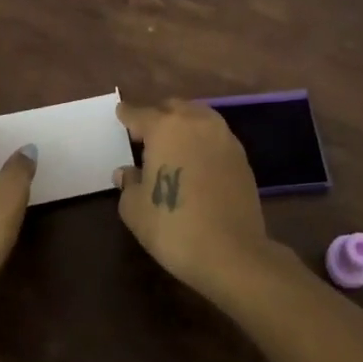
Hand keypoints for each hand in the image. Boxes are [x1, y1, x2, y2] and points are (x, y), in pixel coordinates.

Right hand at [115, 99, 271, 297]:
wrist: (232, 253)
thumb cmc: (174, 226)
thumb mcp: (135, 209)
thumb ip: (128, 184)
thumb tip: (127, 172)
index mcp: (165, 127)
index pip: (139, 113)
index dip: (127, 115)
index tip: (121, 114)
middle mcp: (196, 122)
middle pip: (172, 108)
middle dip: (157, 116)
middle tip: (145, 135)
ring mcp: (223, 137)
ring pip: (198, 117)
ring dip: (182, 125)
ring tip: (172, 146)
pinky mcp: (241, 156)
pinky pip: (215, 137)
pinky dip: (202, 141)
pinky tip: (195, 161)